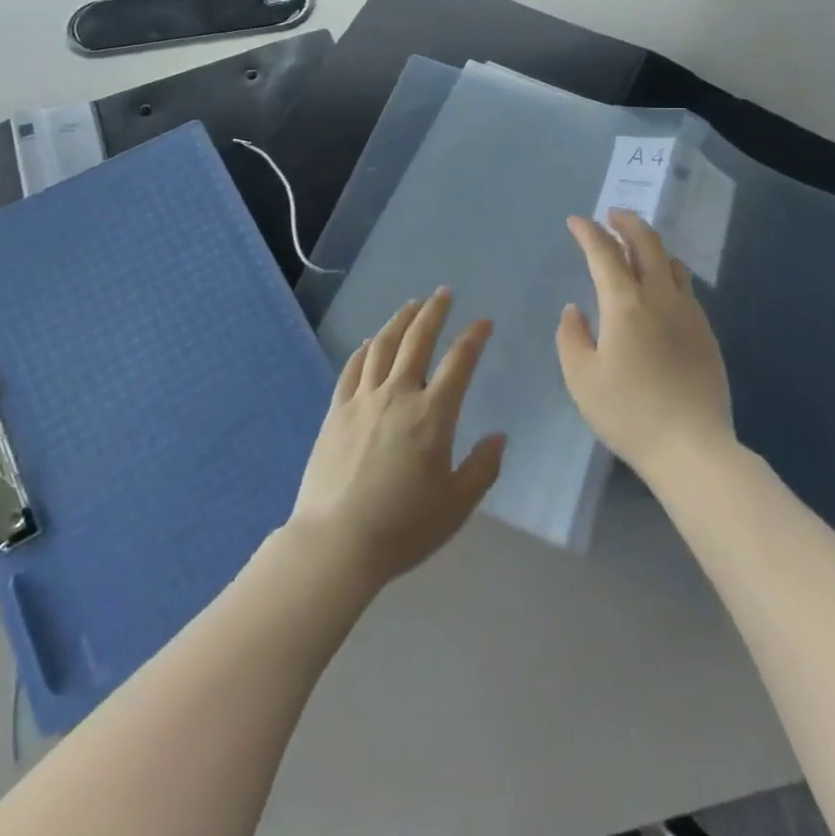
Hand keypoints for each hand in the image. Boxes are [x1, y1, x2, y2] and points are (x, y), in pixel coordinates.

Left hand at [289, 291, 504, 590]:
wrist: (336, 542)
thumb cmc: (403, 527)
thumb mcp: (456, 505)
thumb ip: (482, 468)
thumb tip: (498, 437)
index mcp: (432, 415)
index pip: (459, 362)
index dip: (474, 337)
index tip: (484, 322)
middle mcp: (398, 395)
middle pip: (417, 340)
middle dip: (434, 312)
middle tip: (444, 293)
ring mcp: (363, 400)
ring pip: (382, 346)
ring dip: (399, 321)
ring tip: (411, 305)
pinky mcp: (336, 411)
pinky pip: (352, 369)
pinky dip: (364, 350)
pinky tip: (369, 342)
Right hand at [557, 210, 733, 481]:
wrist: (692, 448)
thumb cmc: (628, 413)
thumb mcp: (581, 379)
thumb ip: (571, 336)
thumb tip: (575, 309)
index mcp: (625, 304)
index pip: (604, 252)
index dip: (588, 232)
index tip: (576, 221)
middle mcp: (660, 297)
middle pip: (647, 242)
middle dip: (626, 222)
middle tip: (611, 215)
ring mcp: (688, 312)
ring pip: (672, 261)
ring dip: (650, 245)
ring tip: (635, 247)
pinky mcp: (706, 332)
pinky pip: (685, 287)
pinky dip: (667, 271)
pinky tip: (660, 288)